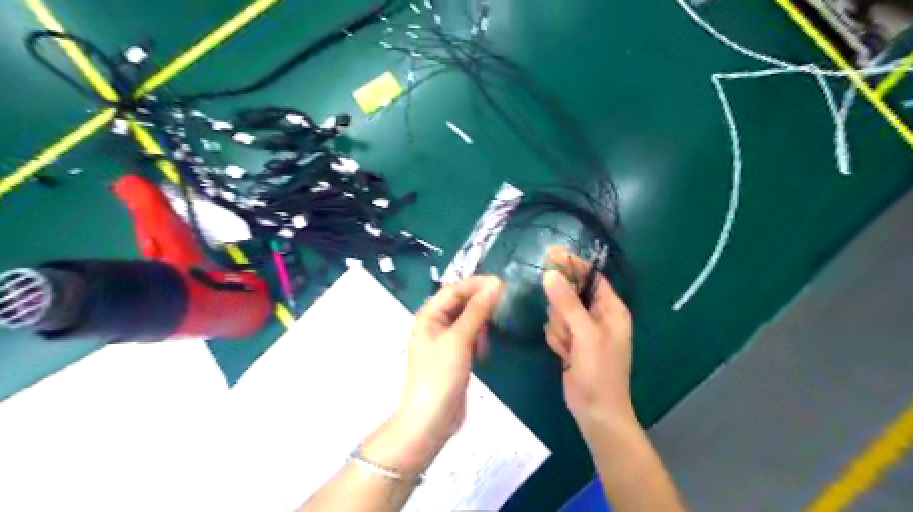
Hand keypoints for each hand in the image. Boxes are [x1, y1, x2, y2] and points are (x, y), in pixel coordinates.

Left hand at [379, 277, 506, 473]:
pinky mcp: (454, 356)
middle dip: (480, 300)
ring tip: (497, 322)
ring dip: (481, 319)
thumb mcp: (459, 339)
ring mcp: (444, 341)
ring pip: (466, 320)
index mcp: (429, 316)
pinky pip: (469, 337)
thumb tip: (494, 284)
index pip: (453, 290)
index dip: (476, 284)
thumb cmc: (440, 374)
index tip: (501, 282)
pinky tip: (486, 346)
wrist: (431, 419)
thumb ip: (476, 310)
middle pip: (459, 303)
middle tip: (505, 299)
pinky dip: (479, 337)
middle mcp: (435, 324)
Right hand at [540, 248, 636, 435]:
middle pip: (569, 293)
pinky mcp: (570, 342)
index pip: (591, 277)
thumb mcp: (585, 334)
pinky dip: (556, 339)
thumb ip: (567, 303)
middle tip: (568, 329)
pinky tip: (564, 354)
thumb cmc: (599, 371)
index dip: (572, 264)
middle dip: (562, 310)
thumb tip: (550, 274)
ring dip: (559, 328)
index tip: (549, 253)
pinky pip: (554, 327)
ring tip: (569, 347)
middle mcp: (598, 315)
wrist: (594, 411)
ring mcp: (582, 329)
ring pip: (558, 311)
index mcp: (612, 309)